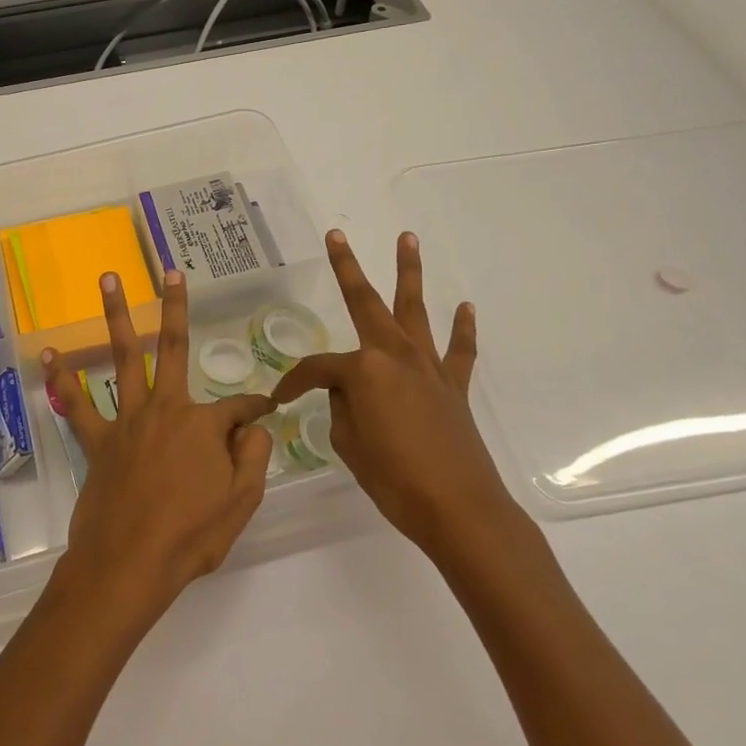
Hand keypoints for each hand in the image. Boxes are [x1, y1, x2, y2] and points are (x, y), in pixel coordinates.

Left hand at [44, 270, 274, 620]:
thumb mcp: (242, 501)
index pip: (240, 408)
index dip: (256, 410)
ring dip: (116, 316)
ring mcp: (127, 421)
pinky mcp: (98, 441)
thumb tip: (255, 426)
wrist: (128, 566)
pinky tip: (49, 356)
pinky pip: (78, 405)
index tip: (266, 413)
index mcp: (203, 424)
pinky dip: (63, 381)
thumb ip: (253, 456)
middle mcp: (165, 409)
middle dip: (174, 307)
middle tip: (170, 272)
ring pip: (122, 357)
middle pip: (171, 347)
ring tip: (108, 278)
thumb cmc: (191, 537)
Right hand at [273, 230, 520, 553]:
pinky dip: (463, 328)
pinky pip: (459, 350)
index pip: (317, 368)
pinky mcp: (454, 386)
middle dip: (347, 268)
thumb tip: (349, 394)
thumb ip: (343, 410)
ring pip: (415, 310)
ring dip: (409, 273)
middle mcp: (395, 355)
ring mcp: (429, 367)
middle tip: (336, 236)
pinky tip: (464, 306)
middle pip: (366, 303)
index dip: (294, 383)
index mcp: (363, 370)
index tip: (280, 400)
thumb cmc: (395, 480)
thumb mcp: (349, 445)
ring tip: (407, 238)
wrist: (460, 509)